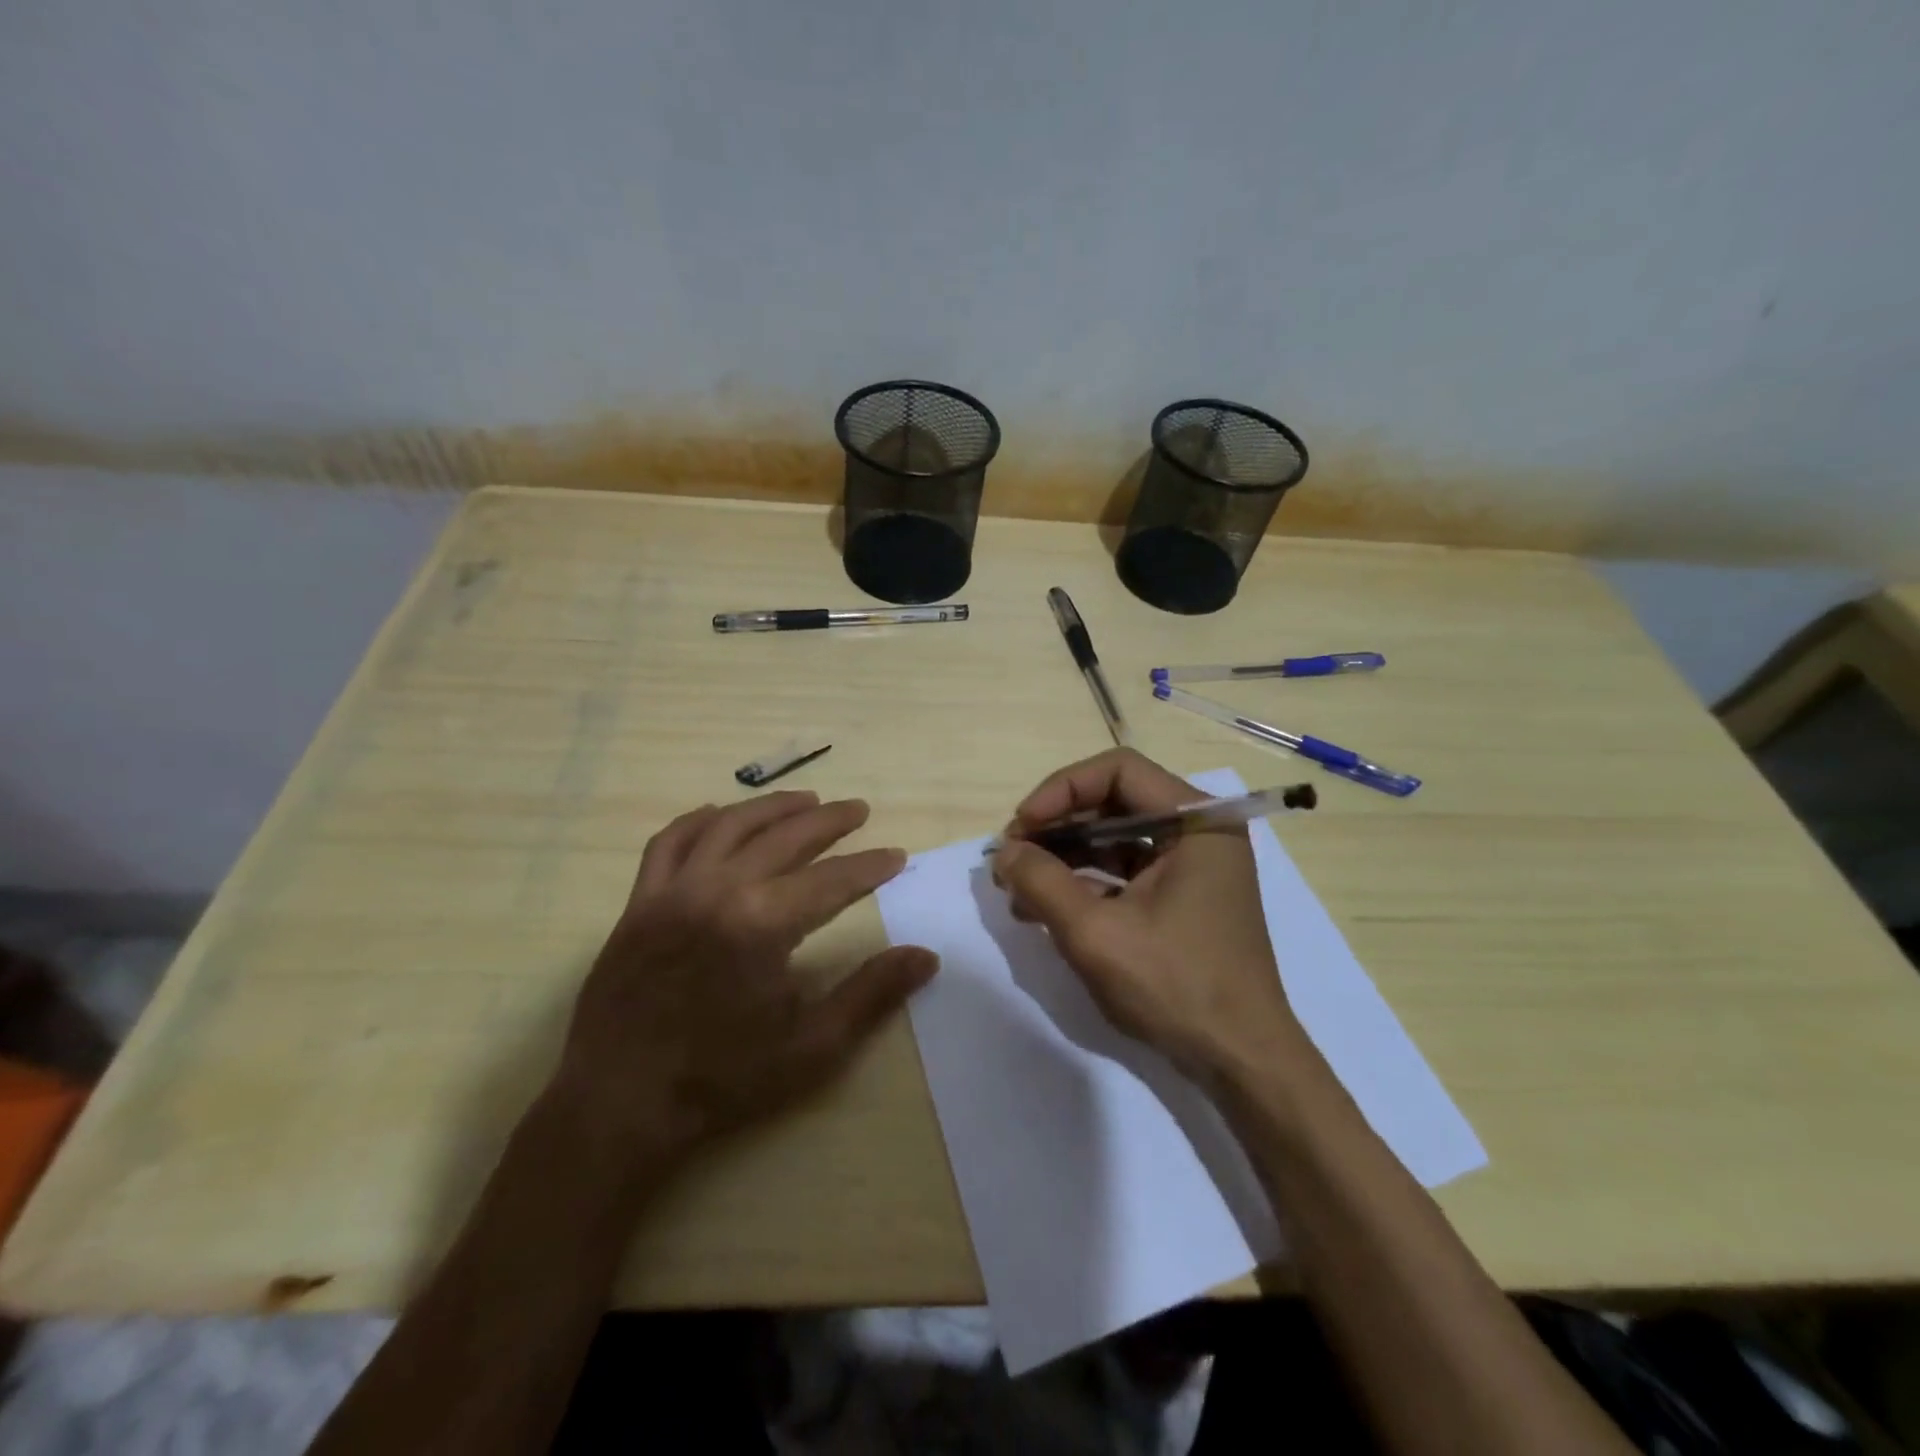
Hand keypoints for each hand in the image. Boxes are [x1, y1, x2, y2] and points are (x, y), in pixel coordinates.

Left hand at [551, 791, 937, 1178]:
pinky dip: (697, 821)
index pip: (832, 879)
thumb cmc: (722, 1078)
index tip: (896, 856)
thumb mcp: (812, 1047)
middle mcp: (718, 890)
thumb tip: (926, 956)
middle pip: (785, 837)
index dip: (870, 866)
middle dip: (829, 821)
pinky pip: (669, 843)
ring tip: (806, 799)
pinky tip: (719, 814)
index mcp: (763, 924)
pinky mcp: (639, 902)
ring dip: (772, 807)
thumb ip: (871, 994)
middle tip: (859, 810)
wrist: (619, 1104)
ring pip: (730, 826)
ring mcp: (672, 891)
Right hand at [992, 748, 1303, 1081]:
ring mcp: (1191, 865)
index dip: (1061, 790)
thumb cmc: (1176, 987)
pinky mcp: (1181, 896)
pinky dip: (1084, 882)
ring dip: (1063, 856)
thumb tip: (1003, 852)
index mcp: (1198, 821)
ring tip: (1017, 887)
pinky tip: (1044, 908)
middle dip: (1057, 826)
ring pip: (1114, 837)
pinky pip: (1124, 870)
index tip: (1021, 827)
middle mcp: (1199, 831)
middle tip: (1012, 857)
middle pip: (1114, 802)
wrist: (1240, 1061)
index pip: (1118, 770)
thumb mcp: (1096, 932)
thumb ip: (1042, 882)